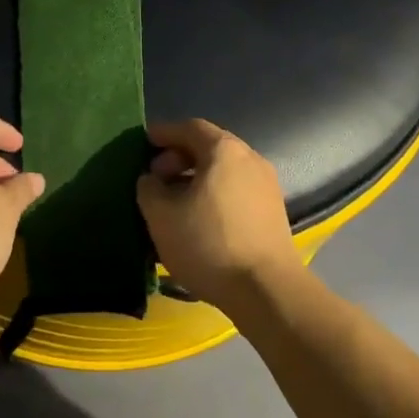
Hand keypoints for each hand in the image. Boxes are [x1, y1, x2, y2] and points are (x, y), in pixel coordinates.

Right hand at [137, 120, 302, 313]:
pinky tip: (200, 218)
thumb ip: (149, 189)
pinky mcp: (273, 210)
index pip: (190, 128)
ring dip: (197, 177)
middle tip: (157, 177)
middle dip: (179, 156)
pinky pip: (237, 188)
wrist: (266, 289)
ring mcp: (266, 183)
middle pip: (209, 146)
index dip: (164, 133)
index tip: (144, 143)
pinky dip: (215, 192)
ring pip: (224, 169)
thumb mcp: (162, 216)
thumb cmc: (209, 244)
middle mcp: (249, 157)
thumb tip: (152, 179)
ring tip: (175, 201)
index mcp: (223, 149)